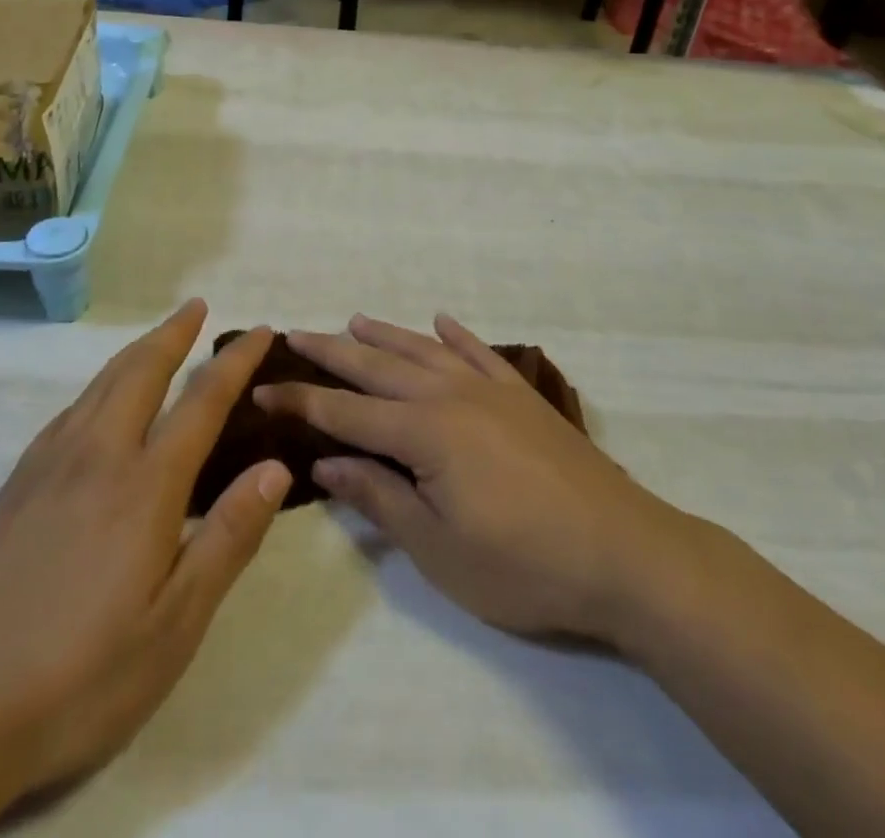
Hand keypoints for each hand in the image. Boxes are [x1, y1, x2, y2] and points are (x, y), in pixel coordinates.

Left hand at [0, 303, 290, 829]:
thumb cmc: (75, 678)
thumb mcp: (173, 626)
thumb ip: (227, 538)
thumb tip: (275, 468)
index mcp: (144, 486)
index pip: (202, 402)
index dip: (235, 362)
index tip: (260, 332)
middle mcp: (96, 457)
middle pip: (141, 372)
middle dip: (173, 333)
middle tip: (197, 306)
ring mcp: (46, 468)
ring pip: (99, 385)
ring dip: (135, 352)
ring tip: (157, 339)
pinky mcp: (11, 488)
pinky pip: (68, 412)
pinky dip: (97, 386)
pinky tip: (95, 404)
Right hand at [256, 315, 693, 645]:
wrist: (622, 553)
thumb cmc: (522, 564)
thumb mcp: (438, 548)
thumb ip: (379, 498)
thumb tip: (324, 464)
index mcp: (423, 431)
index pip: (345, 411)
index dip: (301, 400)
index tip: (262, 388)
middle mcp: (450, 395)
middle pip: (378, 366)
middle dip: (332, 351)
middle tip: (296, 334)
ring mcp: (490, 389)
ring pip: (425, 350)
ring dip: (386, 335)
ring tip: (354, 320)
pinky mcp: (523, 395)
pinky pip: (480, 352)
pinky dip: (456, 334)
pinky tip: (442, 321)